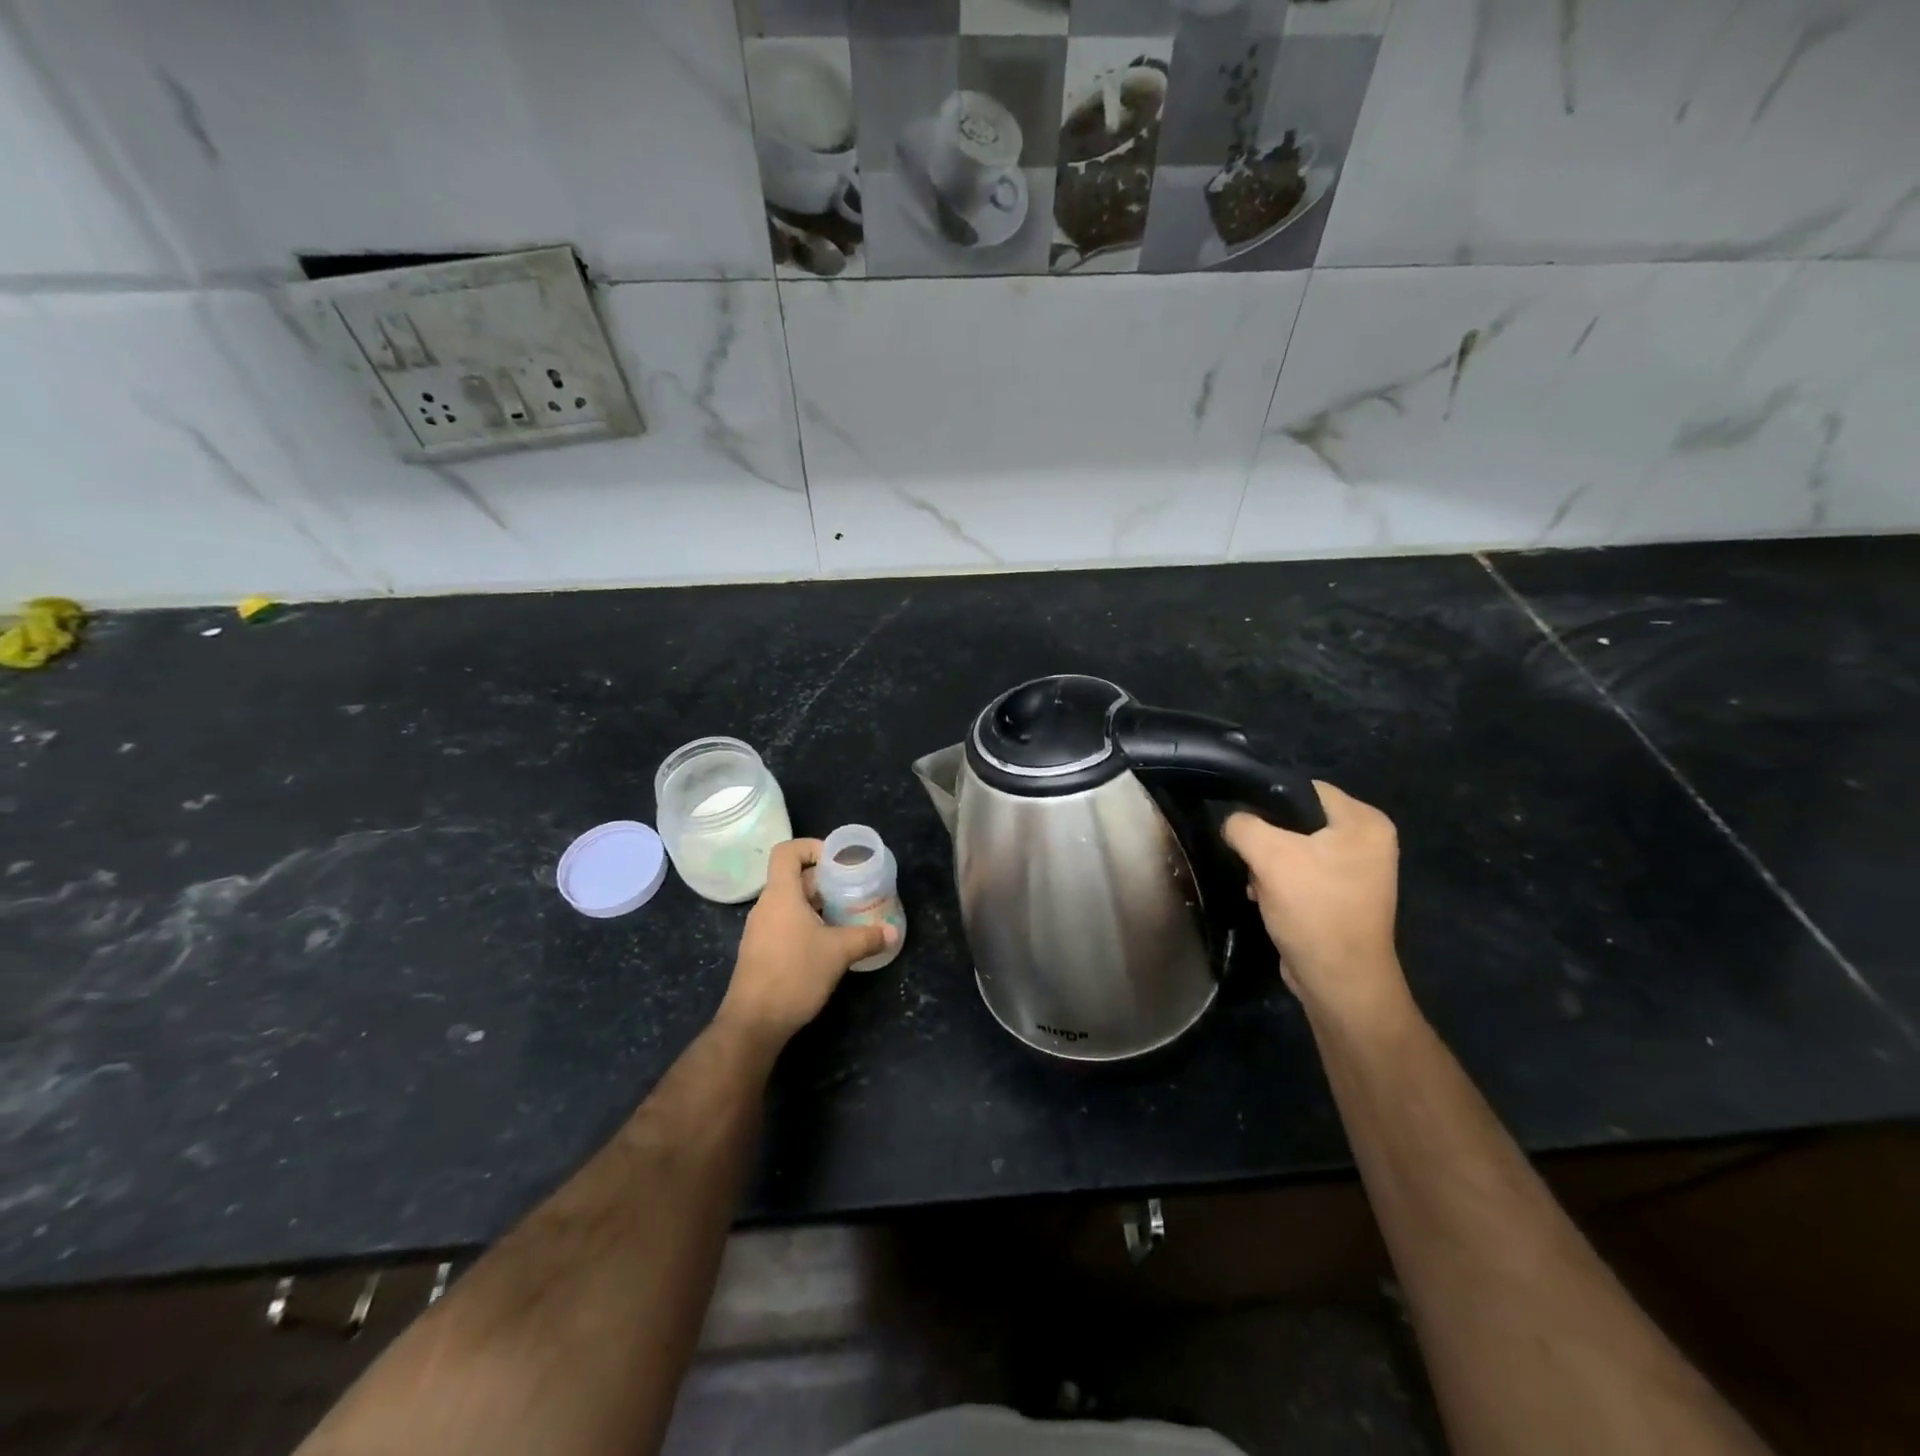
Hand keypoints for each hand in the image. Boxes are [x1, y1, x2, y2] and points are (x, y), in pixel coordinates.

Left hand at [717, 838, 896, 1048]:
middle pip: (793, 877)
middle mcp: (766, 906)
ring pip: (790, 903)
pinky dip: (807, 923)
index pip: (787, 852)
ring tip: (846, 914)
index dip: (811, 847)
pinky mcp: (761, 951)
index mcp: (780, 894)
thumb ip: (867, 937)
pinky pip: (785, 924)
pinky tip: (828, 941)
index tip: (838, 860)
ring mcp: (760, 930)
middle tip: (852, 888)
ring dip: (817, 903)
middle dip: (824, 880)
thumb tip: (893, 932)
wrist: (754, 1023)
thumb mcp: (838, 952)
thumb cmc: (795, 974)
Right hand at [1222, 781, 1407, 1021]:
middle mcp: (1369, 841)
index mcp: (1365, 822)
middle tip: (1249, 857)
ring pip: (1296, 848)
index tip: (1241, 821)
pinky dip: (1281, 882)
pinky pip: (1303, 873)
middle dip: (1267, 839)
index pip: (1305, 789)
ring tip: (1255, 882)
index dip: (1268, 800)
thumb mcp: (1269, 855)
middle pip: (1299, 820)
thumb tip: (1233, 823)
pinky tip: (1264, 897)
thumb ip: (1243, 825)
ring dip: (1269, 864)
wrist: (1338, 980)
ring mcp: (1358, 871)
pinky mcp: (1343, 896)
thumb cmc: (1313, 908)